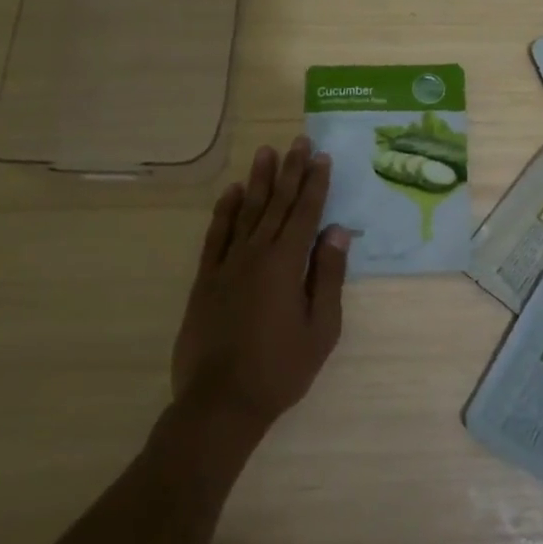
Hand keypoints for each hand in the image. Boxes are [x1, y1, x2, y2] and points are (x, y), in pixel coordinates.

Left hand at [171, 136, 349, 437]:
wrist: (220, 402)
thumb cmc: (280, 369)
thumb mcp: (321, 328)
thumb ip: (328, 277)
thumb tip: (337, 232)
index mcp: (287, 264)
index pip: (306, 213)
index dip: (315, 183)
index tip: (322, 156)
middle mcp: (256, 254)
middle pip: (278, 204)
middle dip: (291, 171)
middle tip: (299, 141)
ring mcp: (227, 264)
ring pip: (247, 212)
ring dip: (259, 180)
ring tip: (267, 152)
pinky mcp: (205, 279)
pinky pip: (216, 235)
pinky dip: (225, 211)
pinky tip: (233, 192)